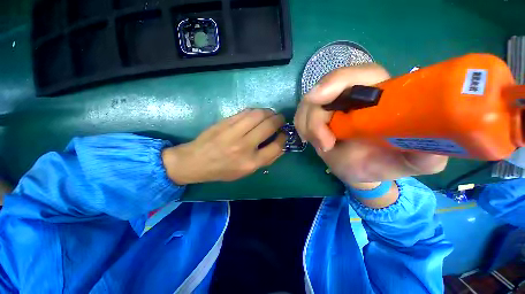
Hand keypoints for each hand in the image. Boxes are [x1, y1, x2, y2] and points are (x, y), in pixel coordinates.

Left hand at [162, 109, 285, 183]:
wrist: (196, 161)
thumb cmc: (223, 170)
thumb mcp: (246, 172)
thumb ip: (264, 160)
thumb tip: (280, 145)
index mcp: (251, 162)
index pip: (276, 146)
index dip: (283, 137)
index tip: (284, 133)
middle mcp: (245, 146)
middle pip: (269, 126)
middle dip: (279, 120)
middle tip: (280, 119)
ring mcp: (234, 132)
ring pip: (259, 114)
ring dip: (268, 112)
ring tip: (270, 114)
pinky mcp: (226, 122)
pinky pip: (246, 112)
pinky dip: (255, 111)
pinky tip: (256, 114)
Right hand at [294, 64, 447, 185]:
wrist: (361, 170)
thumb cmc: (386, 163)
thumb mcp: (413, 162)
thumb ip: (426, 155)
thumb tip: (432, 149)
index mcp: (379, 96)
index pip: (359, 74)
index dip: (338, 81)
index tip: (321, 98)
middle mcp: (351, 96)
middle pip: (323, 89)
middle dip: (316, 116)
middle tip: (324, 143)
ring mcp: (330, 107)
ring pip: (307, 104)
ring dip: (308, 126)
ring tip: (323, 146)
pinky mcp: (315, 117)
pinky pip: (300, 116)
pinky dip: (302, 128)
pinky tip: (313, 140)